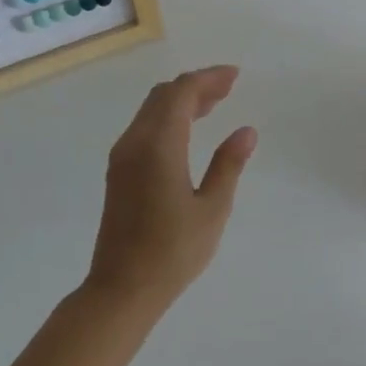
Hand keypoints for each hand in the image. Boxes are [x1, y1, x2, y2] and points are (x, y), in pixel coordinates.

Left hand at [86, 66, 257, 313]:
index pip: (182, 93)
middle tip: (228, 88)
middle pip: (163, 95)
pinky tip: (188, 131)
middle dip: (196, 85)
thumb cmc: (173, 252)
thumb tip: (246, 131)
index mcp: (159, 146)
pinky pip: (144, 127)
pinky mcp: (119, 172)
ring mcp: (122, 157)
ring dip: (181, 100)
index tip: (235, 76)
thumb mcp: (212, 209)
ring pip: (151, 110)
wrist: (121, 289)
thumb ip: (228, 165)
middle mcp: (135, 142)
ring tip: (214, 104)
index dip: (208, 78)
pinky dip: (168, 117)